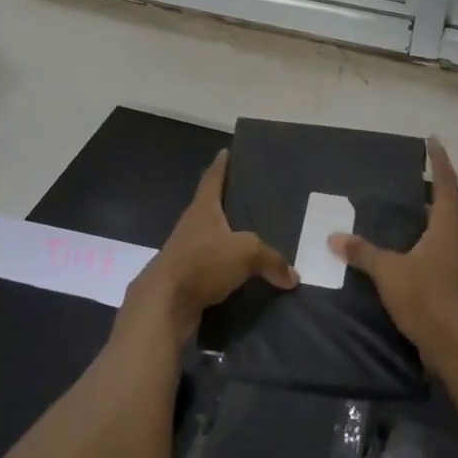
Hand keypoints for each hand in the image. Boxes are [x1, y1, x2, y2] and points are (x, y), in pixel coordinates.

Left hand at [127, 150, 297, 336]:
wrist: (164, 305)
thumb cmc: (203, 263)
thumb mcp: (246, 253)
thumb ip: (272, 260)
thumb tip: (293, 276)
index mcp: (203, 208)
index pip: (213, 178)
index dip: (221, 165)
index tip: (226, 151)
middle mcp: (192, 226)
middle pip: (211, 207)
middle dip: (229, 202)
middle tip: (253, 197)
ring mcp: (186, 253)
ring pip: (212, 239)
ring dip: (227, 239)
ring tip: (253, 238)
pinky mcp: (186, 279)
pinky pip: (212, 268)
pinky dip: (226, 269)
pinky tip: (242, 275)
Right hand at [331, 138, 457, 350]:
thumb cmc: (427, 299)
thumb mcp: (389, 273)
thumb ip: (364, 253)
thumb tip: (335, 237)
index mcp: (448, 228)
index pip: (445, 183)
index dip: (439, 160)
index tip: (433, 140)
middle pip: (447, 210)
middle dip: (430, 197)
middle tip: (409, 188)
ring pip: (445, 237)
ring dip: (428, 228)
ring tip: (405, 225)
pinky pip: (443, 259)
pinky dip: (427, 252)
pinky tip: (410, 262)